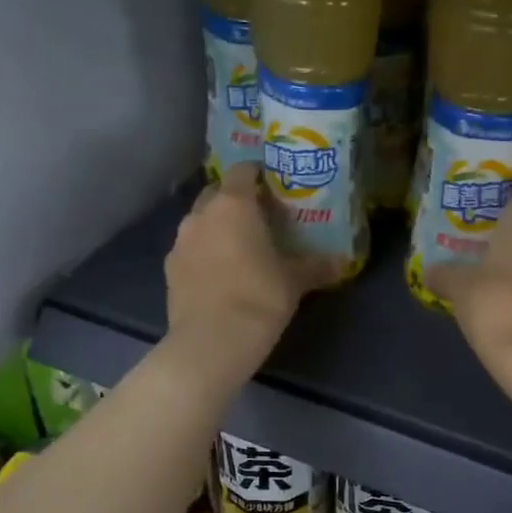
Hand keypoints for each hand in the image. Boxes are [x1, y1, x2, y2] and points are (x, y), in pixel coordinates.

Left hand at [164, 163, 336, 379]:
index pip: (243, 171)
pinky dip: (204, 252)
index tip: (274, 184)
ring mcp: (180, 241)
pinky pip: (191, 249)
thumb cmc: (259, 298)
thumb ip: (316, 266)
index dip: (258, 173)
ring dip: (217, 227)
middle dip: (235, 199)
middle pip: (217, 193)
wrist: (211, 342)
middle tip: (259, 216)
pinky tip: (221, 273)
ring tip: (240, 246)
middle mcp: (201, 215)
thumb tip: (341, 262)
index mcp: (233, 205)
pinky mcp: (170, 269)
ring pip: (201, 221)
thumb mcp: (295, 281)